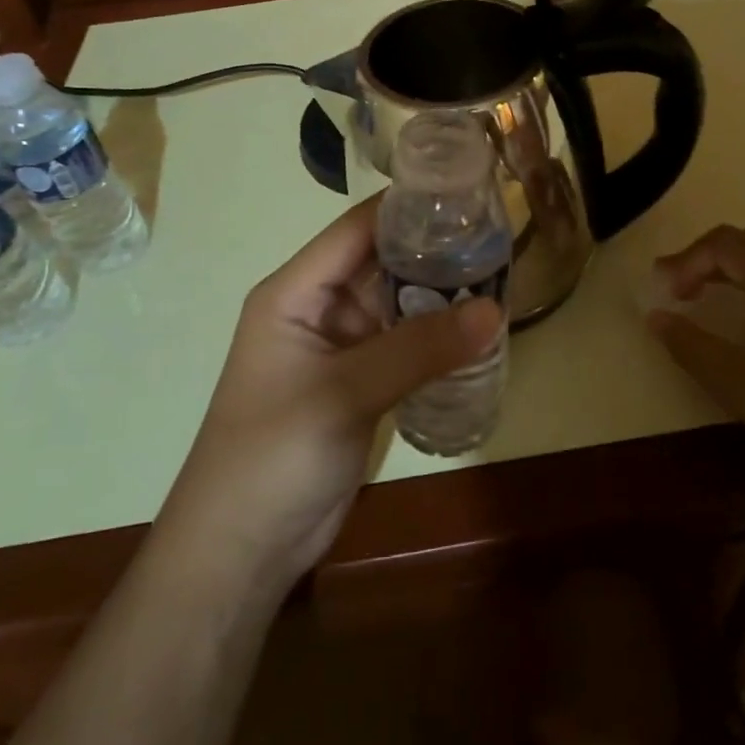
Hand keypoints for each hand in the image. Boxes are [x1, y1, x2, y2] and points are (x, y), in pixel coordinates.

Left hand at [168, 199, 499, 582]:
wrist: (241, 552)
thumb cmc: (272, 456)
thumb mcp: (343, 393)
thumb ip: (419, 349)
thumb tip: (495, 309)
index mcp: (295, 291)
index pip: (357, 230)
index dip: (407, 207)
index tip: (466, 192)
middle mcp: (319, 308)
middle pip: (383, 262)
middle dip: (436, 251)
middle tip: (499, 236)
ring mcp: (342, 348)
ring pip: (399, 304)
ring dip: (442, 295)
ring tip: (502, 274)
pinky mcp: (361, 383)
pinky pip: (406, 345)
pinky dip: (439, 337)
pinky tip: (481, 329)